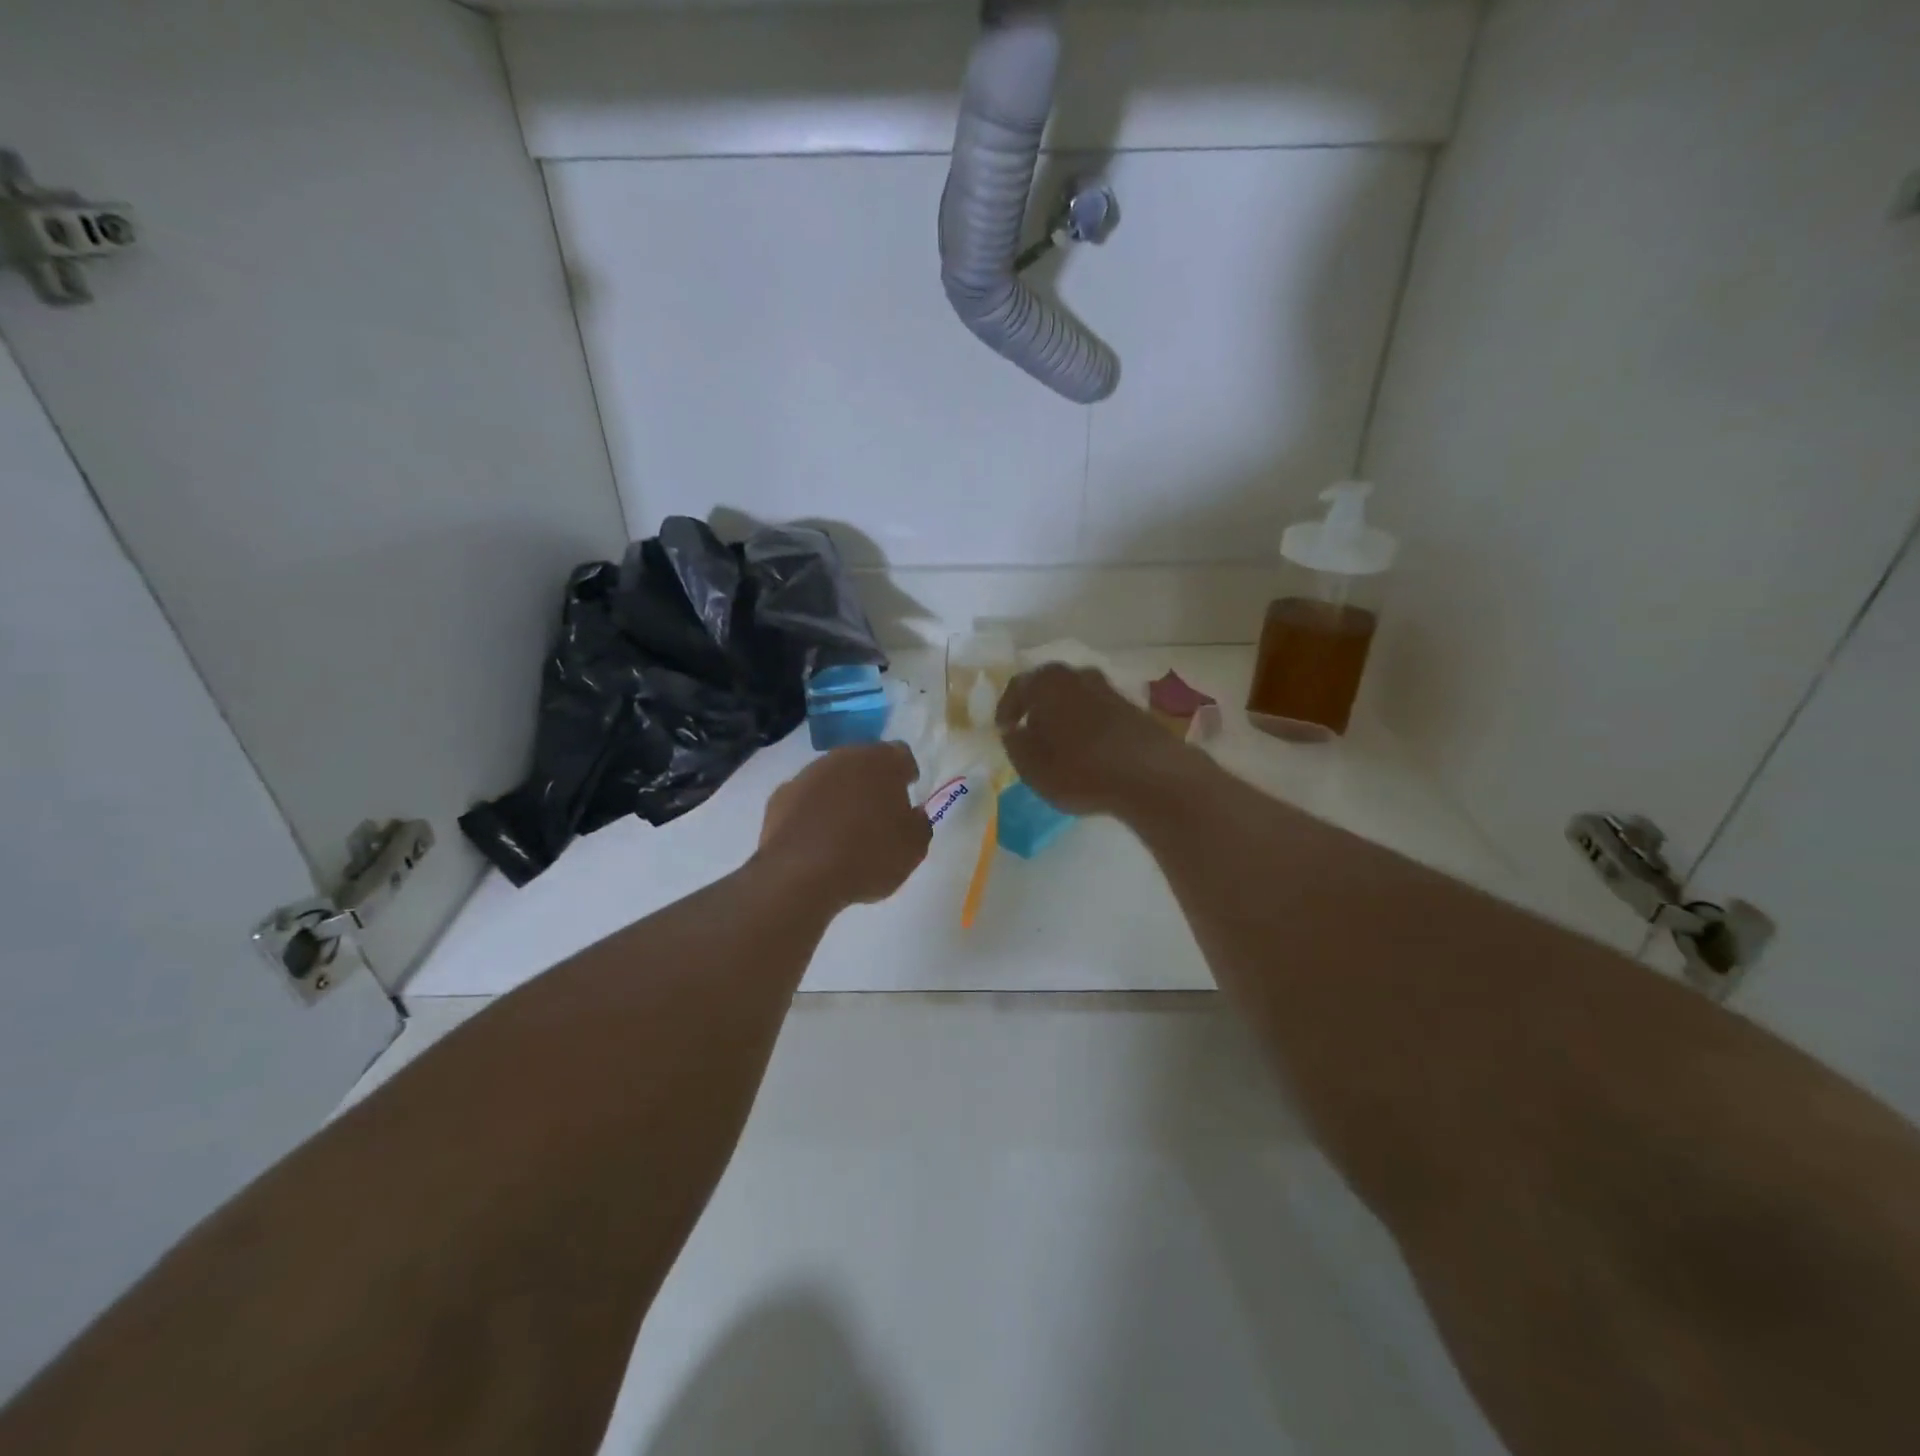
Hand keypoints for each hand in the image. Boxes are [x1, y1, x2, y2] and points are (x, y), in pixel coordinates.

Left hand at [756, 741, 931, 908]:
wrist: (800, 875)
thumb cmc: (869, 856)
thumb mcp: (914, 848)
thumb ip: (919, 823)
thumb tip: (912, 814)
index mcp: (882, 762)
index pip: (901, 754)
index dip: (906, 772)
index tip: (908, 790)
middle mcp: (843, 758)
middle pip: (863, 762)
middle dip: (872, 781)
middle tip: (878, 811)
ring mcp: (807, 775)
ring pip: (831, 778)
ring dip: (840, 795)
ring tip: (845, 829)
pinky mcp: (780, 797)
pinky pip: (805, 799)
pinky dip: (812, 812)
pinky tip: (816, 839)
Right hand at [996, 663, 1197, 817]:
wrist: (1151, 775)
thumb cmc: (1079, 769)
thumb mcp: (1032, 767)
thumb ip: (1016, 745)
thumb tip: (1013, 731)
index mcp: (1047, 682)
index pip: (1017, 687)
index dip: (1007, 710)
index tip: (1005, 731)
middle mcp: (1078, 675)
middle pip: (1049, 688)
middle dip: (1037, 709)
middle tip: (1030, 735)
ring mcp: (1109, 689)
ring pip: (1075, 698)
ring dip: (1065, 717)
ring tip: (1060, 746)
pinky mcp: (1133, 707)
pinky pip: (1098, 712)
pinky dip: (1088, 726)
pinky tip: (1089, 752)